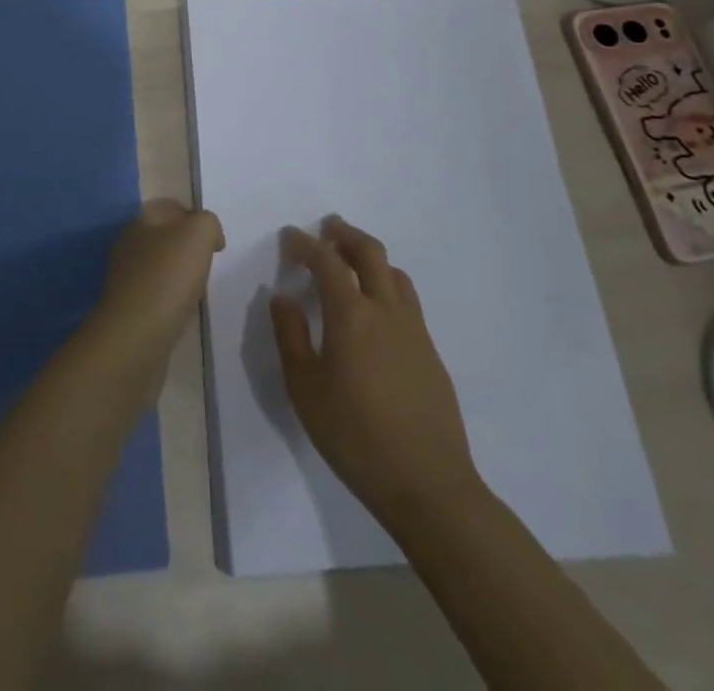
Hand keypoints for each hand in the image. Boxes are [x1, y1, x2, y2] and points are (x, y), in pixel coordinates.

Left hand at [89, 200, 223, 379]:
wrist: (136, 337)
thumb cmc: (167, 277)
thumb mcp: (197, 234)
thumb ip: (207, 223)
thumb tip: (209, 236)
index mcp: (139, 222)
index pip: (169, 207)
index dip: (194, 216)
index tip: (214, 240)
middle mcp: (128, 246)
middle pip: (164, 236)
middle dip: (188, 246)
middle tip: (209, 262)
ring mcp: (126, 278)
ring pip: (160, 265)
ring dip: (180, 273)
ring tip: (199, 287)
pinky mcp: (129, 308)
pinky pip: (156, 293)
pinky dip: (172, 298)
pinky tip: (183, 309)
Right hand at [270, 216, 481, 526]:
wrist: (429, 485)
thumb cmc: (355, 437)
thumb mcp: (305, 389)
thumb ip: (290, 336)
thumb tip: (283, 297)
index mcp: (351, 315)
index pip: (326, 261)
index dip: (305, 243)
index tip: (289, 237)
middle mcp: (386, 310)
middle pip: (369, 252)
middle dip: (345, 233)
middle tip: (327, 228)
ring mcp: (414, 330)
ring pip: (394, 273)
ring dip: (370, 257)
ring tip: (351, 262)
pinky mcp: (430, 351)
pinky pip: (407, 300)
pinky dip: (387, 284)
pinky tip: (376, 309)